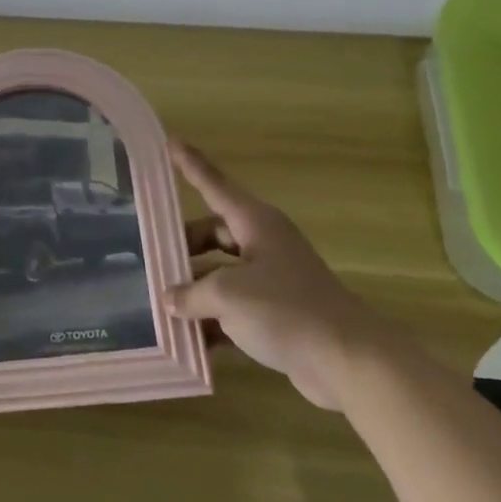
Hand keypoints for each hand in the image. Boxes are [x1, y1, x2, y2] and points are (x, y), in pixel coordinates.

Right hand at [168, 140, 383, 410]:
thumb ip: (191, 293)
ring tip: (162, 307)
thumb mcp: (227, 295)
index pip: (214, 185)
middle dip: (183, 248)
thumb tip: (170, 298)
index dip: (191, 165)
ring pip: (220, 275)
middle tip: (153, 262)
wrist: (348, 360)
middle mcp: (263, 245)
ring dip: (194, 291)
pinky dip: (212, 322)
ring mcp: (271, 280)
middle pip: (212, 235)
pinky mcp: (277, 314)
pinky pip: (233, 310)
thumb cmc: (286, 310)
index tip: (170, 141)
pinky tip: (187, 342)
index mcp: (255, 224)